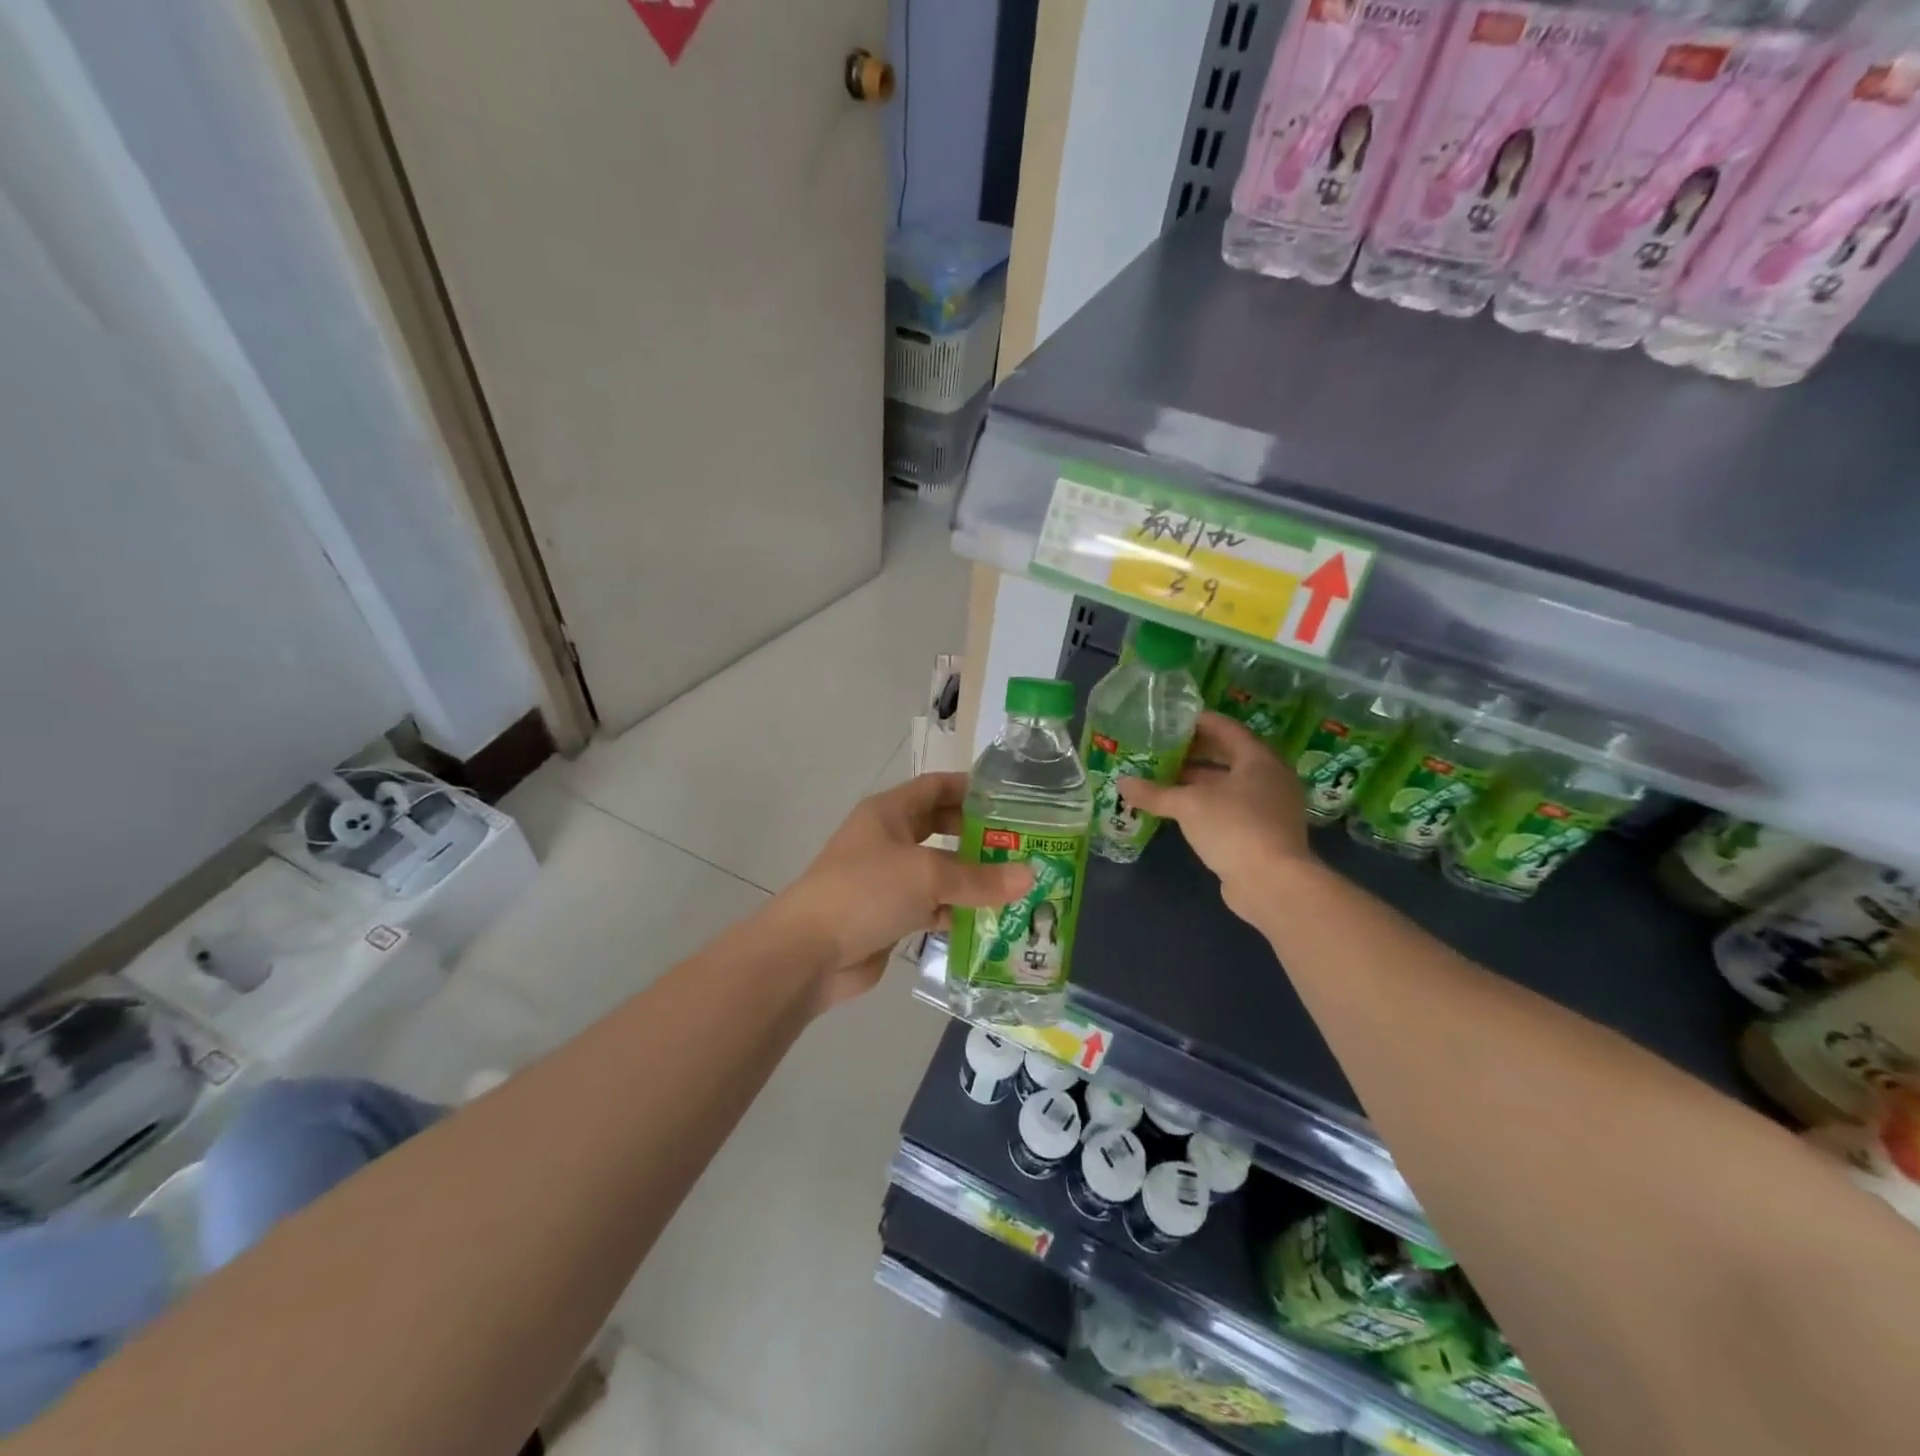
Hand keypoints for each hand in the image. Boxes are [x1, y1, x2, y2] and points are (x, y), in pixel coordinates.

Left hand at [783, 772, 1033, 1009]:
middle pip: (941, 829)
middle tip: (1022, 846)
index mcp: (889, 813)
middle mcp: (888, 840)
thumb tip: (1030, 876)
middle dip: (978, 836)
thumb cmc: (866, 891)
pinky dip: (957, 911)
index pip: (936, 787)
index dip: (971, 788)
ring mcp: (888, 880)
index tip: (1012, 799)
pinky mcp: (890, 915)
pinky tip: (992, 920)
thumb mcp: (927, 876)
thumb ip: (979, 878)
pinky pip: (932, 906)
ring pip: (939, 871)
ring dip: (972, 879)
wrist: (809, 952)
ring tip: (1018, 884)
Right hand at [1119, 712, 1313, 922]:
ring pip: (1229, 784)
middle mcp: (1269, 778)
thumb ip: (1155, 792)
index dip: (1199, 722)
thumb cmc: (1234, 827)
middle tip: (1163, 748)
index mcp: (1258, 759)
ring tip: (1164, 777)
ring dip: (1198, 781)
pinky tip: (1180, 809)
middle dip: (1195, 752)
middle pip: (1229, 756)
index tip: (1172, 719)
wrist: (1272, 883)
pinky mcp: (1263, 833)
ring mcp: (1269, 807)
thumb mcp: (1188, 805)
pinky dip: (1207, 804)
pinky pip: (1231, 807)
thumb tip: (1122, 782)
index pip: (1226, 729)